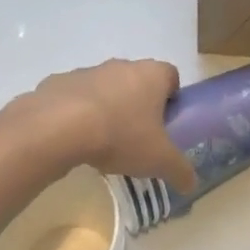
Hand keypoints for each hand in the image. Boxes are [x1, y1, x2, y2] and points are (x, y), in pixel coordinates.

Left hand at [29, 59, 197, 192]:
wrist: (58, 128)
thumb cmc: (120, 135)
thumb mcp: (159, 160)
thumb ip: (180, 170)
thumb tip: (192, 184)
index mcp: (151, 75)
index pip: (171, 76)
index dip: (171, 97)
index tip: (166, 122)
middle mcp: (121, 65)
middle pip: (137, 80)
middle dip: (138, 104)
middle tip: (136, 135)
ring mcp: (87, 71)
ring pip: (105, 87)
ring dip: (106, 107)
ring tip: (102, 141)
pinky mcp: (57, 82)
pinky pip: (73, 97)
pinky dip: (75, 113)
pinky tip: (73, 139)